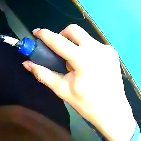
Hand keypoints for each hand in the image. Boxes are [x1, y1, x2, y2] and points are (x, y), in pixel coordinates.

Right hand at [22, 25, 135, 140]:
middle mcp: (96, 48)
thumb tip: (27, 63)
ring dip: (75, 43)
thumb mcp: (62, 90)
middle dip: (62, 35)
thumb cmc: (86, 104)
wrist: (113, 111)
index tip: (36, 32)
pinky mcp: (112, 52)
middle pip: (73, 30)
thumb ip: (43, 74)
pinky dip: (86, 49)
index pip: (58, 41)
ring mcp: (106, 49)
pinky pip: (94, 44)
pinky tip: (88, 65)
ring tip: (75, 62)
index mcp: (82, 59)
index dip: (44, 35)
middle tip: (58, 49)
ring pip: (85, 36)